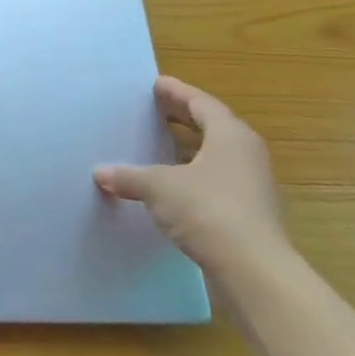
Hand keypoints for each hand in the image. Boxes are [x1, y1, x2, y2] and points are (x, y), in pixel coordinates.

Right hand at [93, 76, 292, 279]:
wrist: (254, 271)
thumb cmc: (207, 210)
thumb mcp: (158, 187)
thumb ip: (129, 176)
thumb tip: (100, 173)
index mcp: (230, 136)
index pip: (202, 103)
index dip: (177, 92)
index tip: (156, 84)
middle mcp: (246, 155)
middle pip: (213, 126)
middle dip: (184, 117)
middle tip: (156, 109)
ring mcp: (252, 185)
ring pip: (216, 155)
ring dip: (189, 148)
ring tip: (160, 145)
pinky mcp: (249, 213)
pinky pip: (216, 180)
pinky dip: (193, 174)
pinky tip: (172, 184)